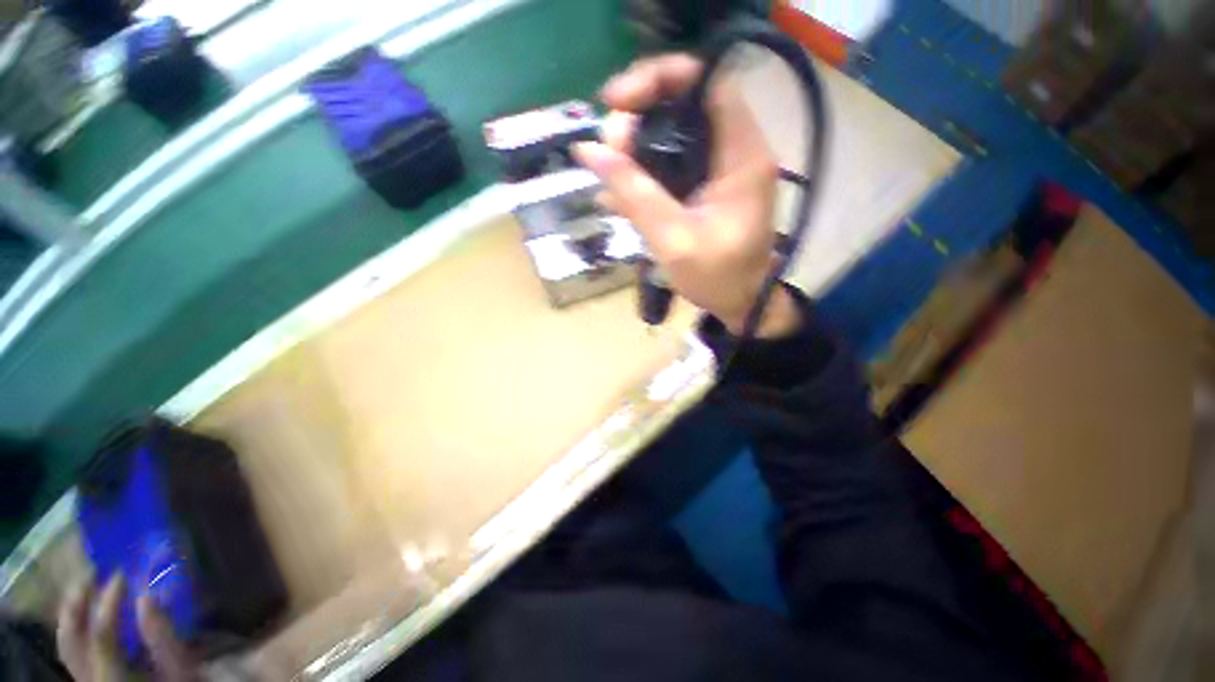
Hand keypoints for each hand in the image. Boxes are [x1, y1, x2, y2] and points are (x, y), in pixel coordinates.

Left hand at [57, 574, 197, 681]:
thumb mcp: (180, 668)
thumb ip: (164, 638)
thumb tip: (148, 594)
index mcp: (113, 677)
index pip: (102, 635)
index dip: (109, 603)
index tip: (122, 574)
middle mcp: (90, 678)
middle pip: (71, 640)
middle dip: (77, 603)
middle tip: (93, 572)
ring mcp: (85, 677)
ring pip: (68, 643)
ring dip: (74, 611)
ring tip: (88, 584)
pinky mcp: (88, 674)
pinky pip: (75, 647)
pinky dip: (78, 624)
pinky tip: (91, 609)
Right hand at [574, 54, 798, 337]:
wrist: (739, 303)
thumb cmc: (716, 278)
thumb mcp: (673, 240)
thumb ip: (634, 195)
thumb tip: (589, 151)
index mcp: (741, 155)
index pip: (707, 82)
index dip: (660, 79)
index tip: (617, 102)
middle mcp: (735, 149)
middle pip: (685, 103)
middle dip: (639, 116)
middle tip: (607, 148)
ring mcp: (720, 167)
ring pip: (673, 133)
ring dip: (635, 147)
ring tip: (607, 174)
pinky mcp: (707, 184)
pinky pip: (672, 162)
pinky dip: (643, 172)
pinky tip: (617, 195)